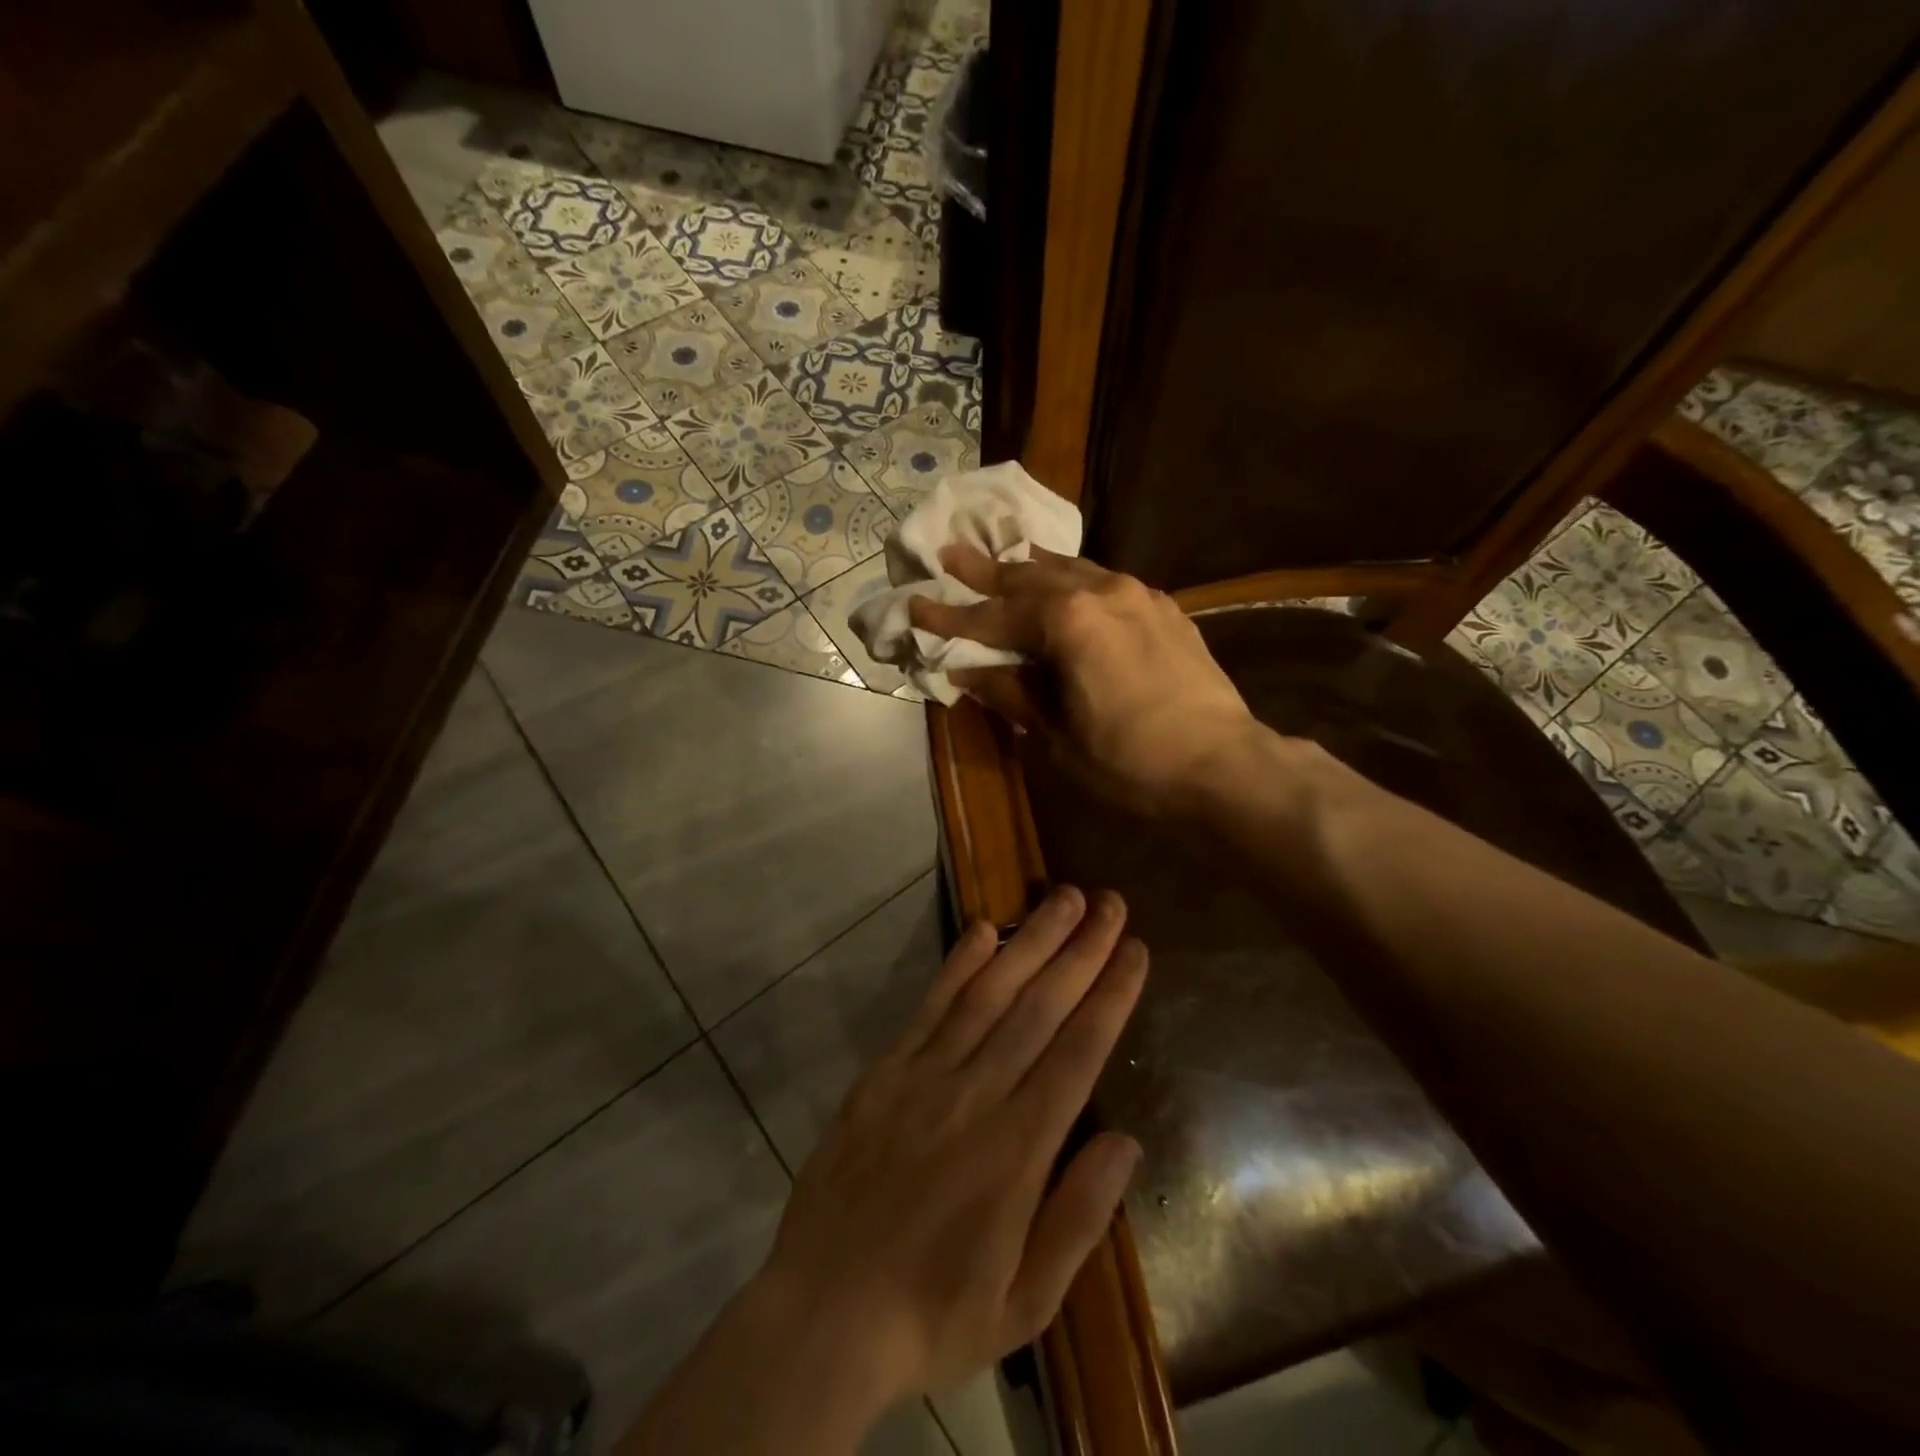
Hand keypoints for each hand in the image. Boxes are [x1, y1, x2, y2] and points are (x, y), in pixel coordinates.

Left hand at [764, 886, 1147, 1408]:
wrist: (823, 1315)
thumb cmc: (934, 1314)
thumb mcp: (1025, 1302)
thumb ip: (1079, 1217)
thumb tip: (1124, 1141)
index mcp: (1018, 1150)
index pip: (1078, 1052)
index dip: (1110, 995)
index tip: (1133, 949)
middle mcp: (976, 1095)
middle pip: (1039, 1007)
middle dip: (1080, 950)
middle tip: (1109, 903)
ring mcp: (924, 1076)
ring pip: (989, 993)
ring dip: (1029, 941)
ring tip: (1062, 899)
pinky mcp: (884, 1072)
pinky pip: (929, 1007)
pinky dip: (959, 965)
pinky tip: (984, 931)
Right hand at [910, 545, 1257, 815]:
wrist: (1223, 766)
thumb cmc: (1130, 762)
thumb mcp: (1058, 734)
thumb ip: (1012, 691)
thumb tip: (968, 671)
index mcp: (1068, 622)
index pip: (994, 616)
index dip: (951, 616)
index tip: (915, 604)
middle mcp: (1101, 591)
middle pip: (1029, 578)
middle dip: (985, 571)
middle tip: (949, 553)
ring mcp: (1137, 595)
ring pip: (1070, 570)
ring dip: (1031, 569)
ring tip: (1003, 557)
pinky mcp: (1163, 608)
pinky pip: (1105, 581)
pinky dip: (1074, 580)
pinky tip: (1067, 583)